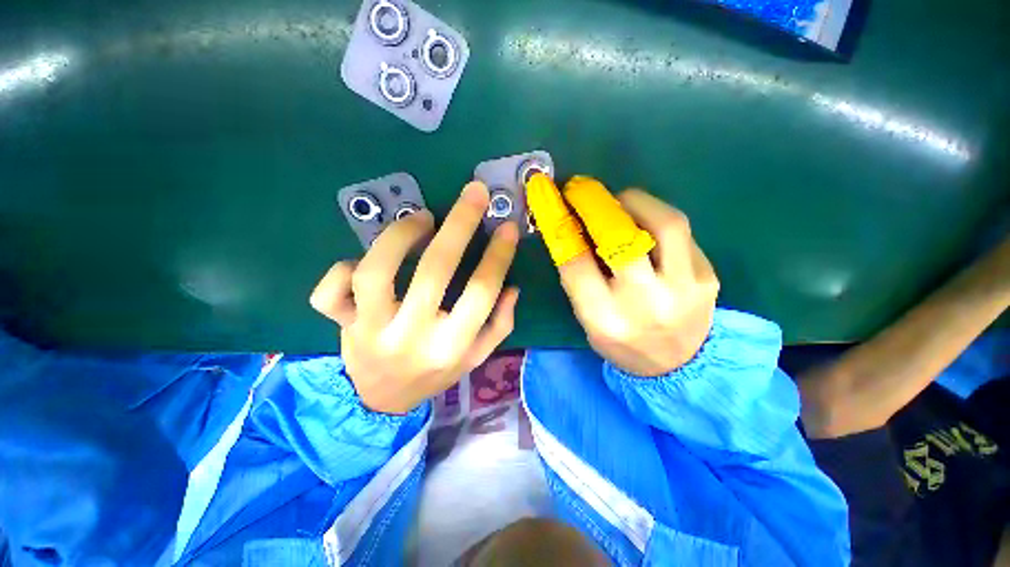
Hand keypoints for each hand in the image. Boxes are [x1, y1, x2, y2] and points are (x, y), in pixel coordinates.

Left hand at [310, 182, 520, 413]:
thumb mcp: (476, 357)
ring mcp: (369, 331)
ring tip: (422, 218)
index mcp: (451, 346)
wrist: (382, 401)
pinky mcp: (341, 326)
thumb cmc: (435, 375)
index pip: (481, 291)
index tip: (507, 226)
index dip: (498, 254)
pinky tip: (363, 259)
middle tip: (473, 193)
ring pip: (376, 272)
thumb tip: (511, 286)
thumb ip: (499, 324)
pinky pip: (330, 292)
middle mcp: (411, 337)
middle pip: (435, 270)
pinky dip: (341, 267)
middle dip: (460, 224)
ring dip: (400, 235)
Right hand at [528, 176, 717, 376]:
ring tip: (618, 199)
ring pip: (664, 224)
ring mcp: (683, 288)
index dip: (561, 226)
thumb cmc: (622, 343)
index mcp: (605, 318)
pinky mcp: (708, 278)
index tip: (554, 202)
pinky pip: (681, 233)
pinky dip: (656, 218)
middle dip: (596, 204)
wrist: (679, 366)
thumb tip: (572, 230)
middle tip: (581, 189)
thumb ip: (579, 278)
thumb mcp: (588, 319)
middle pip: (620, 238)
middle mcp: (644, 302)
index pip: (576, 263)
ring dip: (635, 201)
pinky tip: (644, 221)